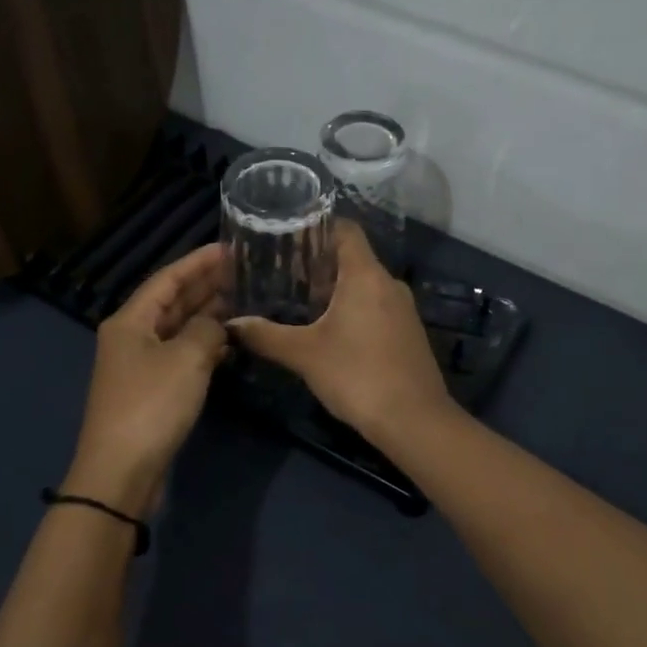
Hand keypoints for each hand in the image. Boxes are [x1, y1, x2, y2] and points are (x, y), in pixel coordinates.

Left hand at [65, 244, 231, 513]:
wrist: (122, 471)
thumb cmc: (152, 405)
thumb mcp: (187, 359)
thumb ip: (207, 330)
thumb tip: (216, 323)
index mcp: (130, 320)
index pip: (167, 279)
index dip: (198, 261)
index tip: (230, 248)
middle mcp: (131, 337)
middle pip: (171, 302)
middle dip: (205, 286)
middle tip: (243, 272)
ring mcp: (140, 365)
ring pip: (177, 329)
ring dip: (207, 315)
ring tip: (243, 301)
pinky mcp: (151, 391)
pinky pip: (180, 355)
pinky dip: (203, 346)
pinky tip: (228, 343)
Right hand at [229, 224, 452, 441]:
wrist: (414, 420)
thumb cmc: (357, 375)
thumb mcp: (304, 355)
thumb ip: (265, 336)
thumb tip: (232, 324)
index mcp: (366, 275)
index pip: (345, 230)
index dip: (317, 226)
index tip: (287, 235)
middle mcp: (389, 283)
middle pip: (353, 257)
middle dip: (318, 262)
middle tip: (282, 272)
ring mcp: (403, 309)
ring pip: (364, 284)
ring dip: (335, 288)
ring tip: (299, 300)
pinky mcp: (407, 333)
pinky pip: (376, 306)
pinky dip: (352, 308)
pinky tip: (329, 330)